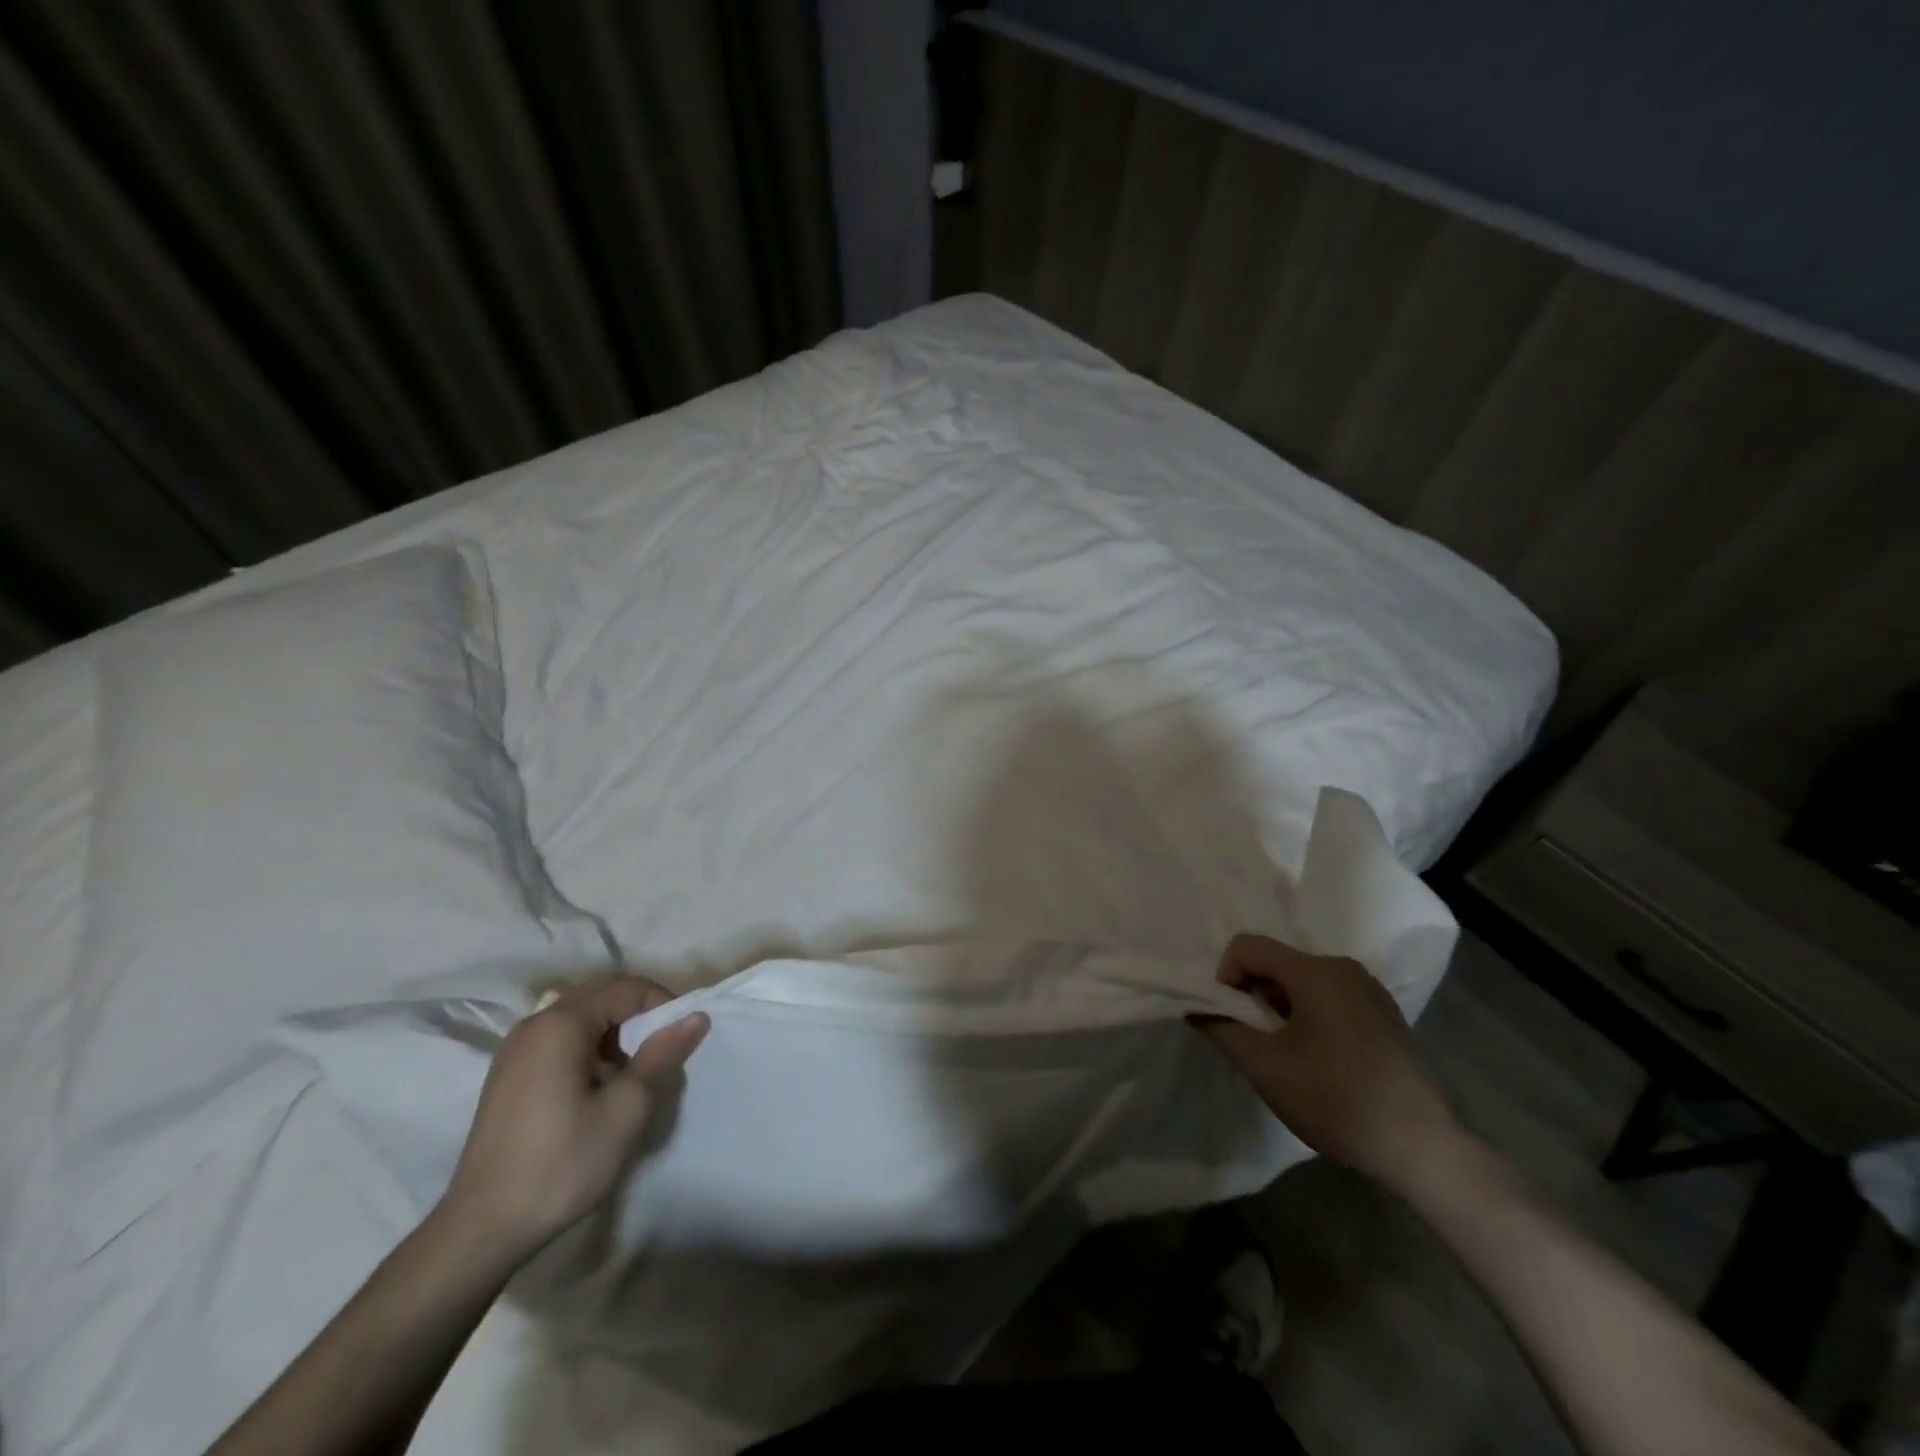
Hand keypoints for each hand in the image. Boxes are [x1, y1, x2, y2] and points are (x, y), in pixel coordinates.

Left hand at [437, 976, 709, 1262]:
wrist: (482, 1231)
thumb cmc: (562, 1163)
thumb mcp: (626, 1107)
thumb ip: (662, 1054)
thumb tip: (697, 1016)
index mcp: (562, 1023)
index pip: (629, 989)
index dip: (664, 1007)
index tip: (681, 1044)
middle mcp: (535, 1024)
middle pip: (604, 1000)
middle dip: (640, 1024)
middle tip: (661, 1063)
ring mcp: (516, 1050)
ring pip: (584, 1023)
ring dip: (616, 1042)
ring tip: (630, 1084)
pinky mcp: (508, 1076)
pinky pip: (562, 1044)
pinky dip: (589, 1056)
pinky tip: (595, 1096)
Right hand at [1197, 933, 1459, 1192]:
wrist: (1420, 1148)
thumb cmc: (1334, 1099)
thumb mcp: (1264, 1066)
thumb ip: (1222, 1027)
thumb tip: (1198, 1008)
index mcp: (1315, 971)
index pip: (1247, 947)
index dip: (1225, 977)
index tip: (1229, 1020)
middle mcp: (1344, 968)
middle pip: (1276, 963)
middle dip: (1253, 996)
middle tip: (1255, 1042)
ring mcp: (1369, 990)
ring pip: (1302, 982)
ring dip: (1280, 1008)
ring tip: (1286, 1055)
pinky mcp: (1385, 1015)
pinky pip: (1329, 998)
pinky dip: (1309, 1017)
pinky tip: (1319, 1060)